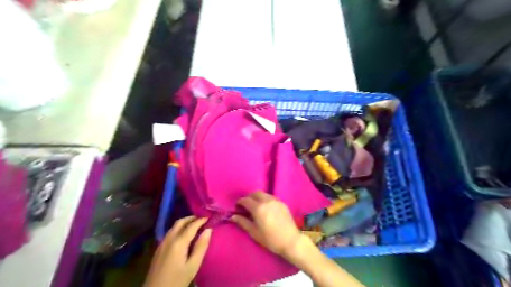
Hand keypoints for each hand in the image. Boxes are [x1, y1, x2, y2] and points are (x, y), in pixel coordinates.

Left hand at [146, 217, 211, 286]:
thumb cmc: (177, 281)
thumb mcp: (193, 266)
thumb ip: (201, 247)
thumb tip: (208, 230)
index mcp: (178, 242)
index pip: (191, 226)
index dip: (201, 220)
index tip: (209, 217)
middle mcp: (169, 239)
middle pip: (180, 222)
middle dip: (191, 218)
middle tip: (201, 219)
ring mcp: (162, 244)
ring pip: (173, 227)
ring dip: (184, 223)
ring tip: (194, 225)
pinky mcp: (158, 249)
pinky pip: (169, 233)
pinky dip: (178, 229)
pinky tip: (183, 235)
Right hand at [230, 191, 299, 256]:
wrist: (290, 240)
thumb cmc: (270, 239)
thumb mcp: (254, 232)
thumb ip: (243, 222)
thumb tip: (233, 216)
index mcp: (258, 208)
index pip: (245, 200)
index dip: (239, 202)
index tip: (237, 207)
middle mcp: (266, 200)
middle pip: (255, 193)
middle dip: (248, 197)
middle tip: (246, 206)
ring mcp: (275, 200)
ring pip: (263, 194)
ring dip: (257, 197)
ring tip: (255, 206)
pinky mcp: (282, 203)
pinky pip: (271, 197)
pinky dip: (265, 199)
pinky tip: (265, 208)